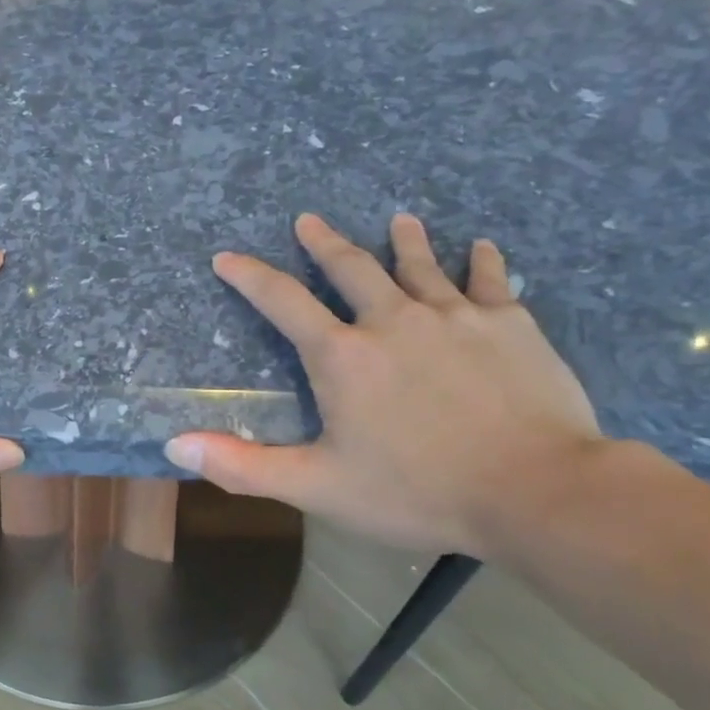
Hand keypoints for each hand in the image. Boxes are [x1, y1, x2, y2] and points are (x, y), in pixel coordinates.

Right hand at [165, 212, 601, 555]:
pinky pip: (491, 281)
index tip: (228, 257)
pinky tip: (480, 246)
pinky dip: (481, 262)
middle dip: (325, 244)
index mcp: (343, 357)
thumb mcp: (316, 486)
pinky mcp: (511, 325)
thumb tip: (175, 445)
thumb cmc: (415, 491)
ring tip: (397, 218)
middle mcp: (393, 321)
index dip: (251, 278)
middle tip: (309, 219)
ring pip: (421, 266)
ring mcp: (456, 317)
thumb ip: (243, 466)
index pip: (284, 303)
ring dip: (404, 242)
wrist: (534, 491)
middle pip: (352, 269)